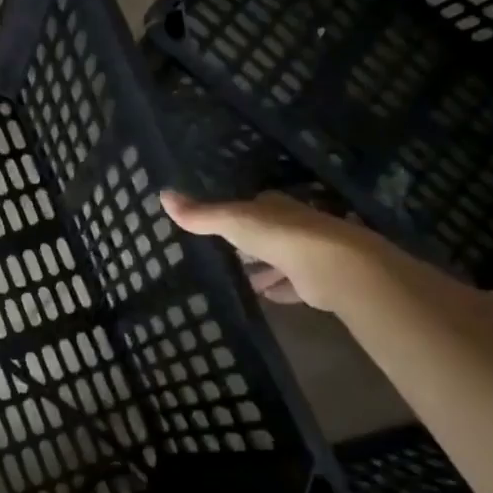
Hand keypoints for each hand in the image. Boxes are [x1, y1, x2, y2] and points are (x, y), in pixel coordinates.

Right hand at [160, 190, 379, 311]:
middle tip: (224, 254)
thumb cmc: (277, 235)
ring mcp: (306, 253)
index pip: (252, 206)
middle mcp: (292, 225)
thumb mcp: (231, 221)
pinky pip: (291, 286)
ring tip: (239, 280)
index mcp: (273, 207)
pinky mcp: (314, 281)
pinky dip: (279, 290)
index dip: (236, 213)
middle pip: (266, 233)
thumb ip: (200, 214)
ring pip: (278, 260)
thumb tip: (162, 194)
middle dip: (249, 243)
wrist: (330, 265)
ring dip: (262, 269)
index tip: (217, 223)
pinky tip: (265, 297)